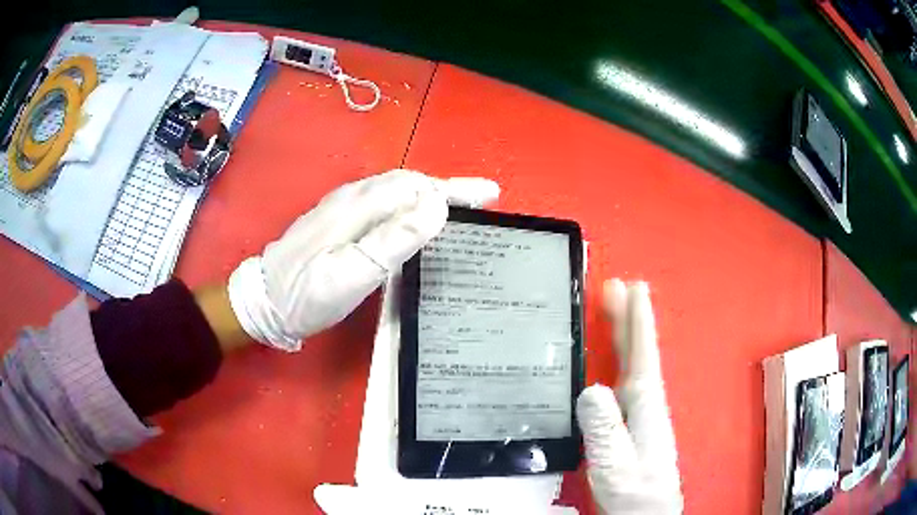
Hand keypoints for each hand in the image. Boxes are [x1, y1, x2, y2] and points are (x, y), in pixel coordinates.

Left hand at [227, 170, 499, 350]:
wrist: (262, 301)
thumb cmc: (305, 295)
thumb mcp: (348, 275)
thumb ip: (390, 241)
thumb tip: (435, 207)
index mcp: (357, 207)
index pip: (416, 187)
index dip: (454, 190)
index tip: (489, 196)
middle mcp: (351, 197)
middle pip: (408, 182)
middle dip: (447, 188)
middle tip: (482, 202)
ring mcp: (342, 206)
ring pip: (396, 189)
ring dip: (431, 194)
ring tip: (460, 207)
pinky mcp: (338, 219)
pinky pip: (384, 201)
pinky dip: (410, 204)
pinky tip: (418, 217)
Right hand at [577, 279, 682, 513]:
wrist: (646, 510)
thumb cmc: (633, 489)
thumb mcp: (614, 462)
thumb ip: (604, 428)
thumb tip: (592, 387)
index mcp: (645, 403)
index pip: (643, 353)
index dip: (638, 319)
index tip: (633, 287)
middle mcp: (646, 400)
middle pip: (638, 351)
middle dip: (628, 318)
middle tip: (614, 286)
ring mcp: (641, 411)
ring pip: (632, 362)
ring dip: (624, 334)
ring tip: (612, 311)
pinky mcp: (633, 422)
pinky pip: (626, 377)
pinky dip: (620, 359)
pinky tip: (612, 359)